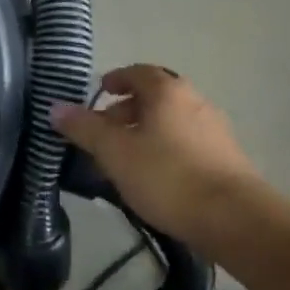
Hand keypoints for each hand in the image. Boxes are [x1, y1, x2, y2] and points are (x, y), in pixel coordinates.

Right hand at [50, 65, 266, 247]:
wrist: (234, 218)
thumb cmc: (168, 176)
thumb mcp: (115, 152)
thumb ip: (84, 128)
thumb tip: (55, 107)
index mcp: (167, 90)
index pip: (137, 72)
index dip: (116, 79)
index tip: (100, 93)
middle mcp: (194, 100)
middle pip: (155, 96)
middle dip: (127, 111)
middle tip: (105, 134)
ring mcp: (214, 128)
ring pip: (171, 121)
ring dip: (147, 132)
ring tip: (126, 161)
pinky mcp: (227, 157)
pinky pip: (187, 142)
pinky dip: (167, 149)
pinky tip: (156, 178)